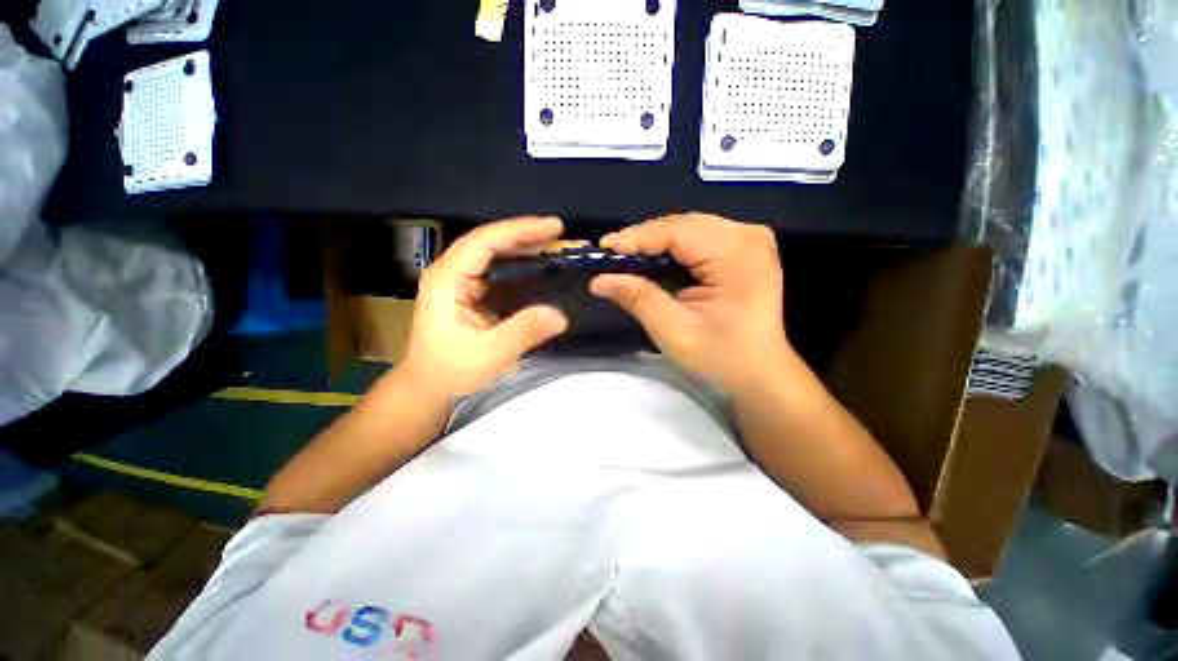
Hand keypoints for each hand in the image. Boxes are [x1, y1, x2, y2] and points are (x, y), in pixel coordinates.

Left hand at [402, 217, 568, 397]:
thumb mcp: (488, 355)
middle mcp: (453, 273)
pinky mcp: (474, 295)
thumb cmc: (451, 373)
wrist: (430, 388)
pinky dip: (525, 268)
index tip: (553, 227)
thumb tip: (561, 315)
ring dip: (529, 250)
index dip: (519, 230)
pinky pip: (502, 273)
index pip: (484, 242)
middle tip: (563, 236)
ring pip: (498, 256)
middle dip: (529, 237)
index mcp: (447, 280)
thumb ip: (523, 332)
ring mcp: (463, 283)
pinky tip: (544, 268)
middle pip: (492, 243)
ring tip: (559, 248)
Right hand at [590, 214, 791, 390]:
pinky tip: (656, 258)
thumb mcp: (673, 331)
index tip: (604, 248)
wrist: (760, 374)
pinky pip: (702, 236)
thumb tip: (599, 280)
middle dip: (646, 238)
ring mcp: (751, 240)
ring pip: (691, 227)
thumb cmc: (721, 358)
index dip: (637, 237)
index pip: (677, 231)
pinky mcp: (746, 249)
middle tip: (614, 255)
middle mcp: (748, 237)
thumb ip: (638, 298)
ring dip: (658, 241)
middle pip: (684, 224)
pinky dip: (675, 246)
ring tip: (629, 256)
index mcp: (737, 256)